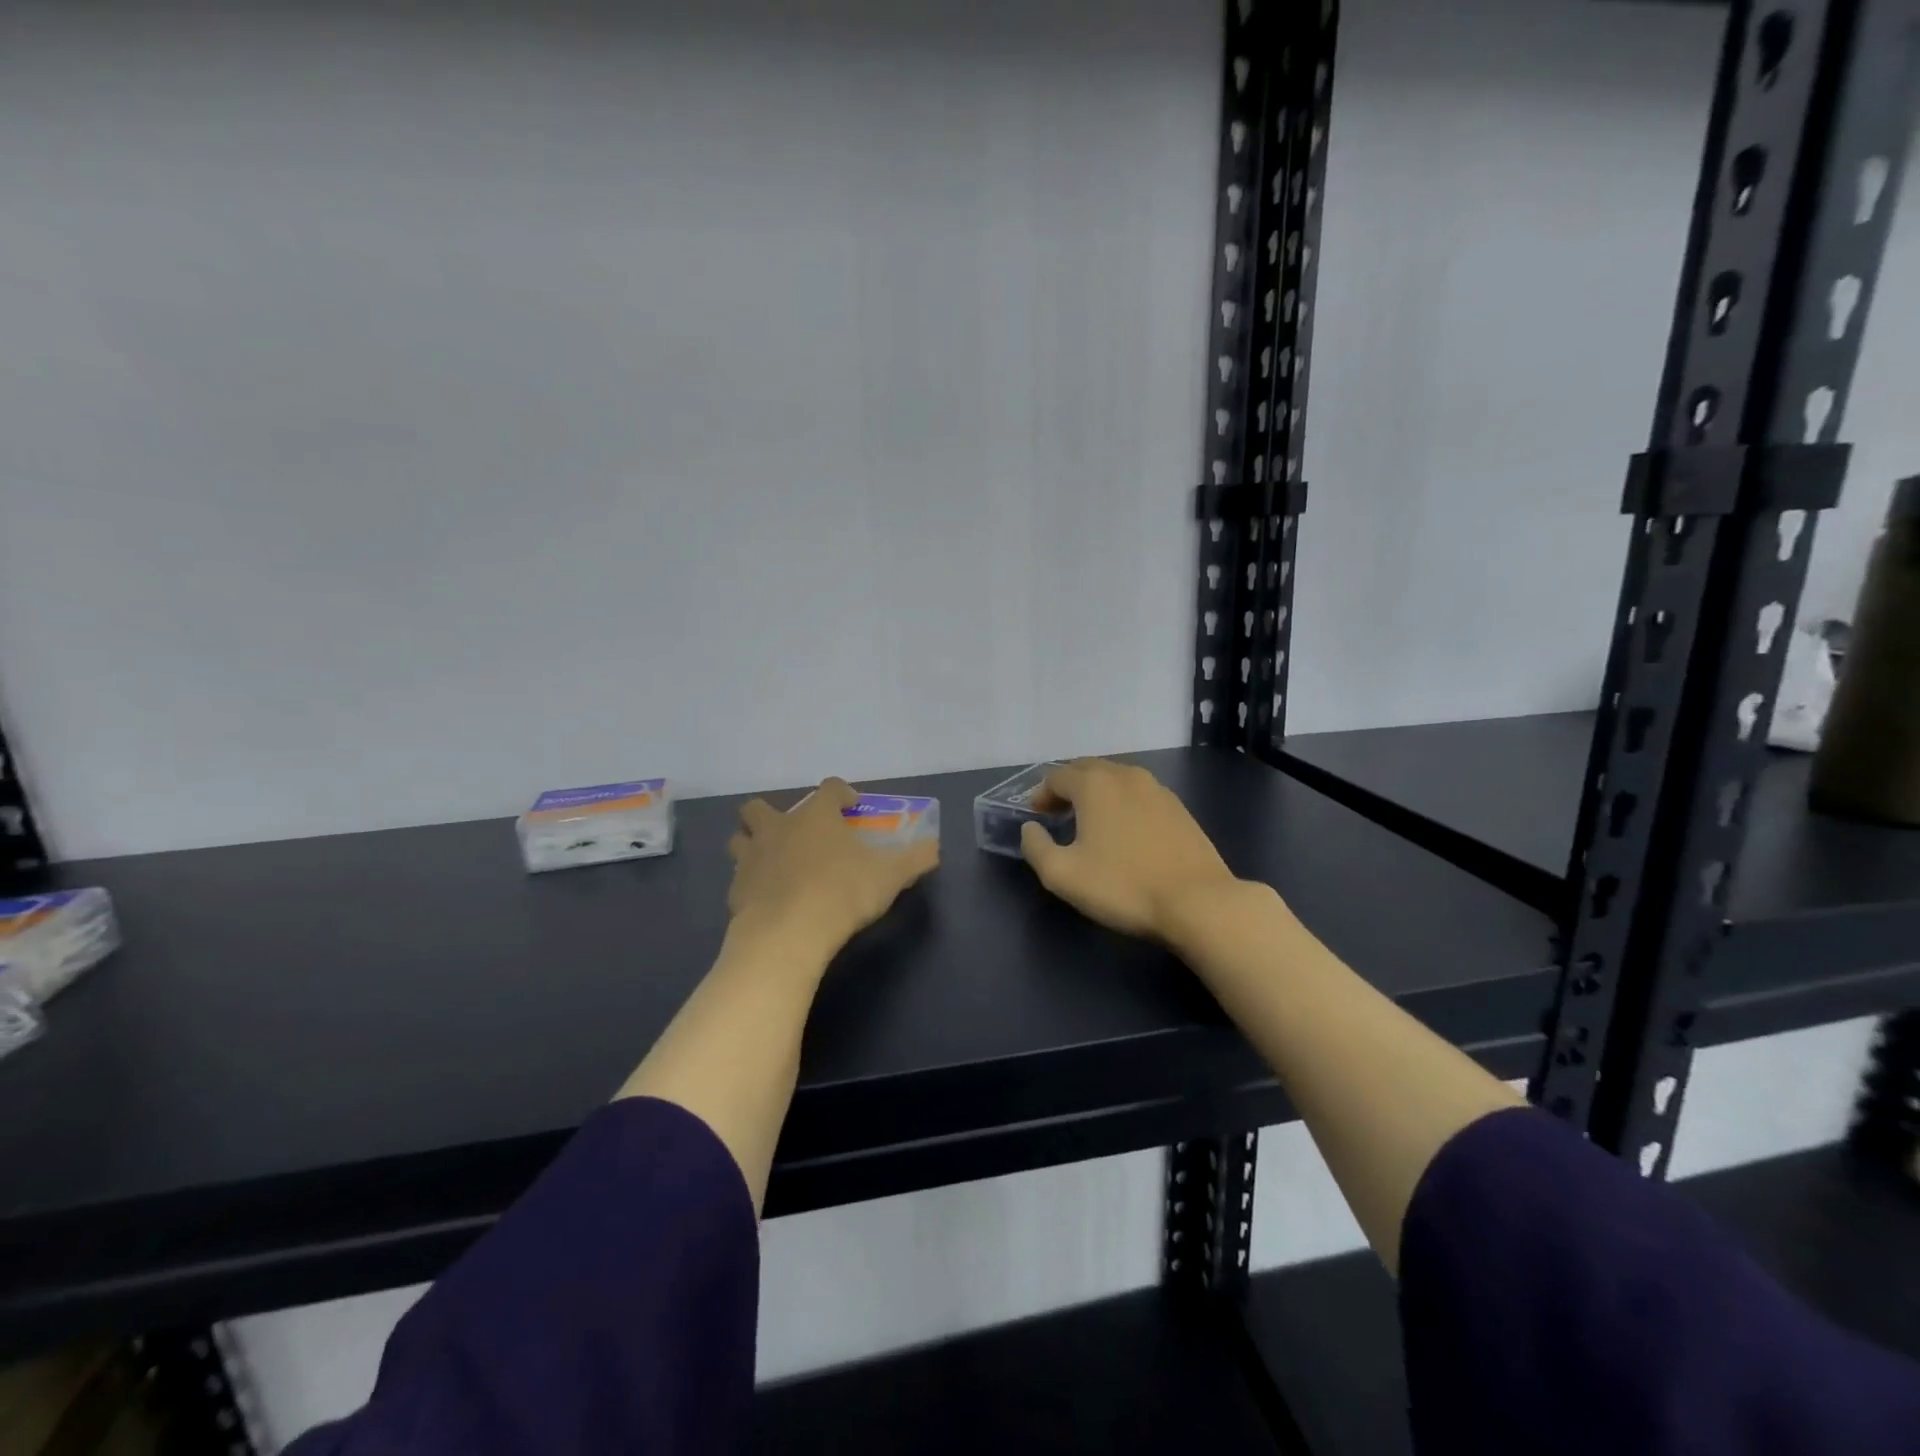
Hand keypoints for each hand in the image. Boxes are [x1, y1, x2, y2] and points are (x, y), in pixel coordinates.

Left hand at [727, 777, 939, 960]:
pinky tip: (768, 899)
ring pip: (741, 839)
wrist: (787, 934)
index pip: (828, 788)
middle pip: (760, 808)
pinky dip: (751, 883)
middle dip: (772, 815)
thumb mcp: (891, 876)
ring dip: (753, 845)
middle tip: (796, 834)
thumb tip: (935, 847)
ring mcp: (752, 858)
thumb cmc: (842, 893)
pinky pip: (739, 878)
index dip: (841, 794)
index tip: (851, 808)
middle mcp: (779, 828)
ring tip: (774, 862)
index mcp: (816, 816)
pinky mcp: (736, 890)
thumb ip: (916, 858)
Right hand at [1019, 759, 1241, 940]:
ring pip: (1116, 778)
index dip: (1040, 794)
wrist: (1198, 902)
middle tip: (1056, 813)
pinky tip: (1123, 831)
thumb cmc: (1123, 886)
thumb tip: (1030, 829)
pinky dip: (1121, 802)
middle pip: (1086, 769)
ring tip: (1089, 821)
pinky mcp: (1178, 808)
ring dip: (1096, 792)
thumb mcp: (1063, 875)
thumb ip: (1036, 847)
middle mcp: (1126, 776)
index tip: (1036, 817)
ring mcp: (1157, 789)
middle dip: (1067, 787)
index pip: (1056, 776)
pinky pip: (1138, 793)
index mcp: (1095, 784)